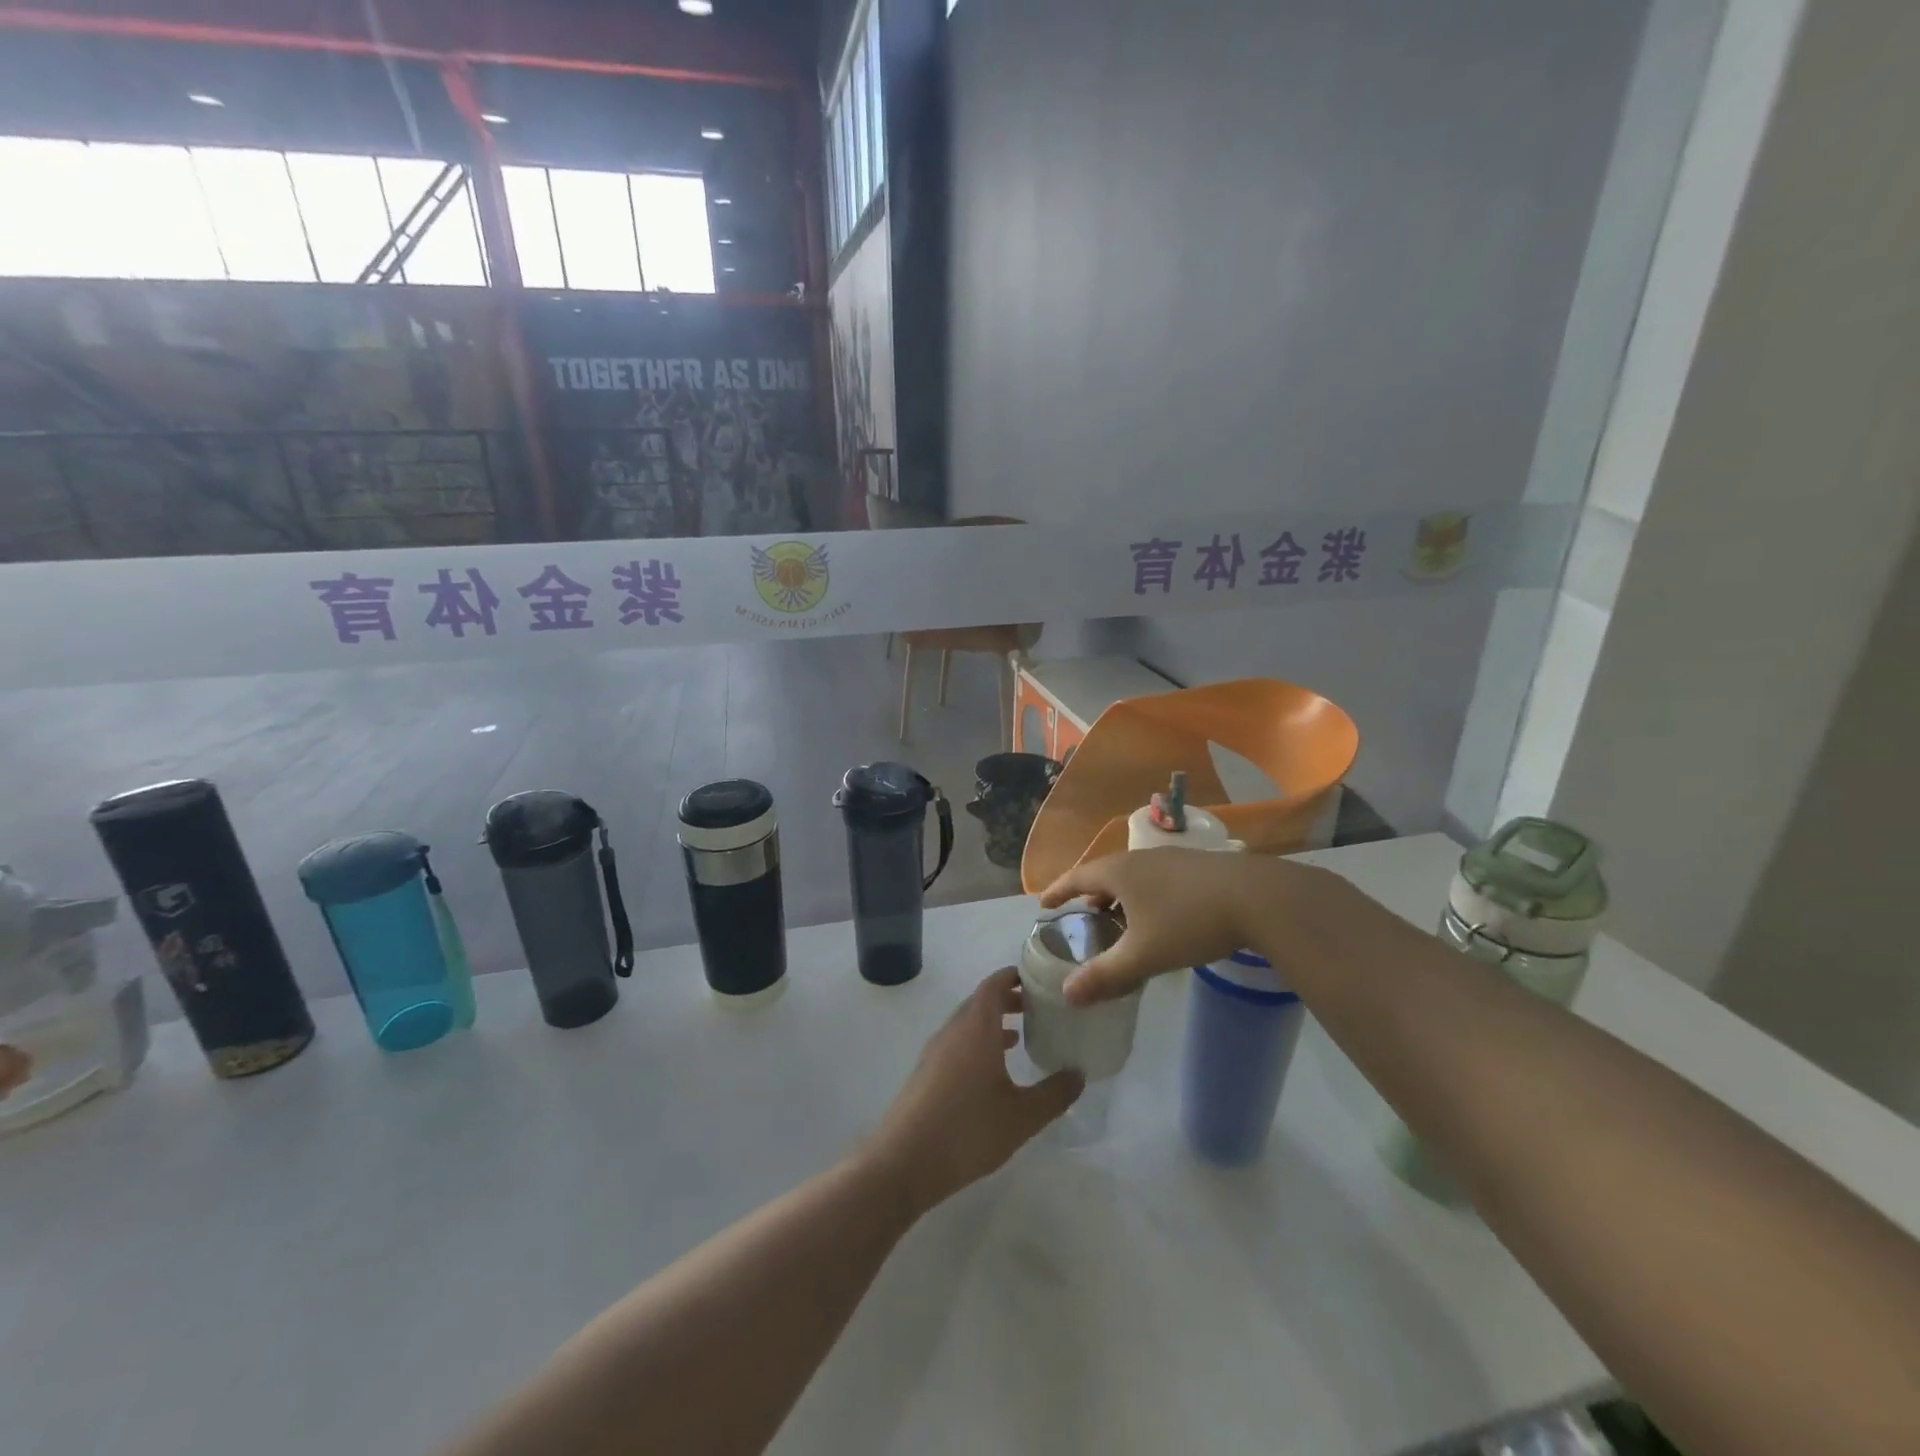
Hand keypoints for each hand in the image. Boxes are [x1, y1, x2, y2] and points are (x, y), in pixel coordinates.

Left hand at [867, 968, 1083, 1214]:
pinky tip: (994, 1070)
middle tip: (1040, 1008)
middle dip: (1010, 999)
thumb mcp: (1022, 1116)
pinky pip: (958, 1043)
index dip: (1016, 976)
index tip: (1041, 980)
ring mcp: (936, 1050)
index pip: (995, 984)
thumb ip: (1054, 1093)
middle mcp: (954, 1029)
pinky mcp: (927, 1072)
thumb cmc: (968, 1130)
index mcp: (976, 1026)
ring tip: (1022, 1035)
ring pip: (969, 1023)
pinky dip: (979, 1042)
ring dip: (994, 1023)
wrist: (904, 1161)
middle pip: (982, 1001)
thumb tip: (1079, 1074)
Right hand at [1039, 848, 1326, 1004]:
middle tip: (1083, 914)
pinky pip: (1155, 877)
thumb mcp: (1144, 954)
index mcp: (1119, 871)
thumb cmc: (1189, 921)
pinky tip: (1160, 915)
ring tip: (1119, 917)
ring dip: (1119, 894)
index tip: (1043, 903)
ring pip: (1133, 875)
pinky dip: (1144, 894)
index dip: (1058, 891)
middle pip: (1104, 873)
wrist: (1257, 896)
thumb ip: (1105, 975)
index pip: (1076, 877)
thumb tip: (1067, 994)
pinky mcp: (1196, 866)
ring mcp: (1170, 859)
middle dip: (1090, 893)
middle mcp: (1140, 858)